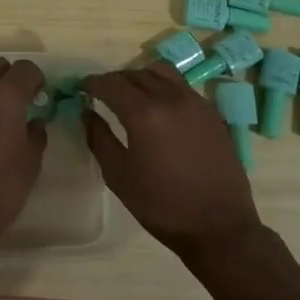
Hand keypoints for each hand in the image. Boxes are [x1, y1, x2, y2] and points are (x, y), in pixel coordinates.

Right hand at [81, 62, 262, 261]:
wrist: (219, 227)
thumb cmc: (162, 205)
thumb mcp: (119, 176)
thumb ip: (99, 138)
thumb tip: (86, 112)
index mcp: (144, 113)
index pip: (111, 83)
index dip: (92, 83)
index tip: (81, 88)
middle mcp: (170, 98)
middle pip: (135, 73)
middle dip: (114, 80)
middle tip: (102, 95)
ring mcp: (195, 102)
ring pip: (161, 72)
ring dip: (141, 77)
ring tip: (133, 95)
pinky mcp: (212, 112)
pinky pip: (182, 86)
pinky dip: (164, 87)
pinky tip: (160, 109)